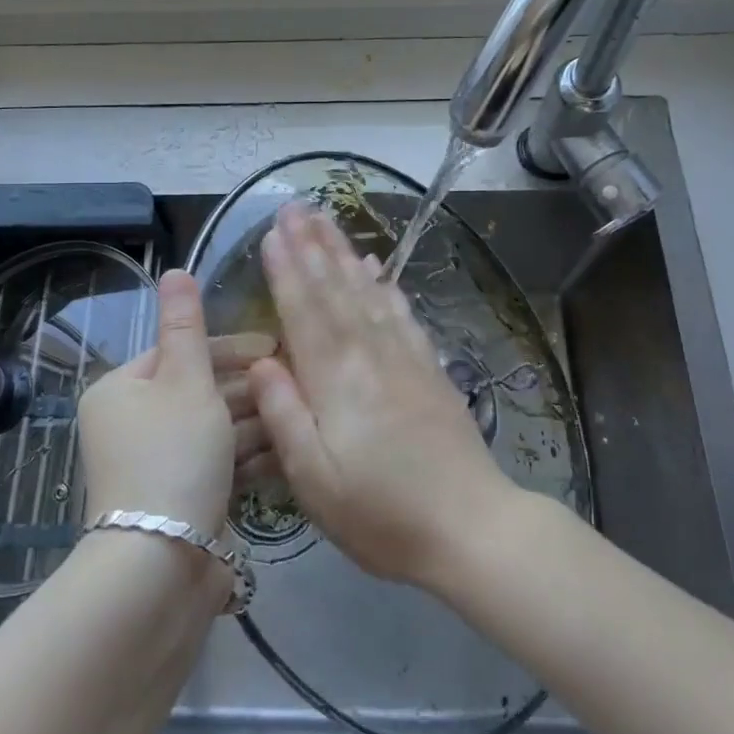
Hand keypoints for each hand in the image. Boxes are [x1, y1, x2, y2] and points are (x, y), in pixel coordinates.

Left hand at [78, 270, 273, 537]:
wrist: (160, 566)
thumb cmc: (174, 456)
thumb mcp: (186, 381)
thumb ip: (186, 324)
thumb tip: (174, 270)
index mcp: (122, 389)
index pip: (182, 352)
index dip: (232, 348)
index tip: (276, 349)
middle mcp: (132, 424)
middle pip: (199, 391)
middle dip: (247, 390)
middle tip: (295, 385)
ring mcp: (156, 465)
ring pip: (213, 430)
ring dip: (253, 424)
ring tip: (296, 419)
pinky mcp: (180, 499)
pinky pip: (217, 465)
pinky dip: (246, 459)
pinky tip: (283, 454)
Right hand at [248, 202, 517, 585]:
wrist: (471, 527)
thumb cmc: (382, 514)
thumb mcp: (315, 481)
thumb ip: (285, 416)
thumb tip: (261, 361)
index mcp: (336, 380)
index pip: (304, 311)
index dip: (286, 270)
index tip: (272, 232)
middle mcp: (369, 355)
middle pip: (335, 289)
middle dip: (312, 245)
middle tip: (295, 206)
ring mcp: (404, 357)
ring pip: (367, 291)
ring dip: (343, 252)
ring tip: (326, 220)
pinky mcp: (429, 368)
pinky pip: (401, 312)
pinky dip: (385, 283)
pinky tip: (376, 266)